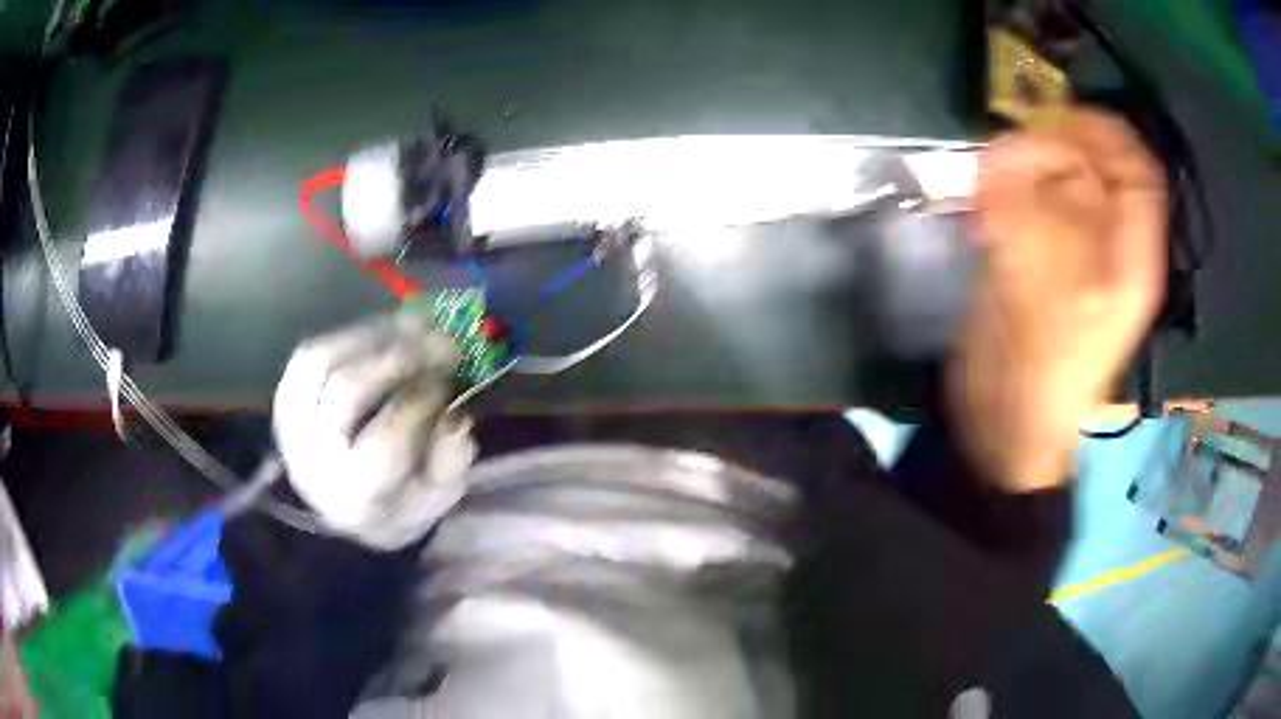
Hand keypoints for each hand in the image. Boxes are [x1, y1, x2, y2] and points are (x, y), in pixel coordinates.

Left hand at [273, 311, 475, 548]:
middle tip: (438, 339)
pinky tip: (379, 334)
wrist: (346, 505)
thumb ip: (449, 463)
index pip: (386, 440)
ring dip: (372, 336)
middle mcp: (313, 461)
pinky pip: (306, 355)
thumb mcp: (438, 497)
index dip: (422, 400)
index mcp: (356, 496)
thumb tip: (454, 417)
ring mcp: (291, 428)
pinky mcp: (283, 402)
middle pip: (348, 388)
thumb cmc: (400, 500)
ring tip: (411, 329)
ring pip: (322, 359)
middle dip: (399, 356)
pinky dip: (345, 337)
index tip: (451, 382)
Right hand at [949, 111, 1166, 491]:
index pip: (1139, 174)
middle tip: (1009, 151)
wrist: (1009, 433)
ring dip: (1026, 169)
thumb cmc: (1041, 378)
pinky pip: (1032, 206)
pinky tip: (983, 211)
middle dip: (1056, 148)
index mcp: (1133, 260)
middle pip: (1098, 170)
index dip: (1106, 136)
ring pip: (1062, 184)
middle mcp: (1112, 249)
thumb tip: (1002, 150)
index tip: (1058, 117)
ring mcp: (1077, 255)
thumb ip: (1026, 216)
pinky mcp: (1044, 263)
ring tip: (990, 184)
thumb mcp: (1042, 298)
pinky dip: (1006, 193)